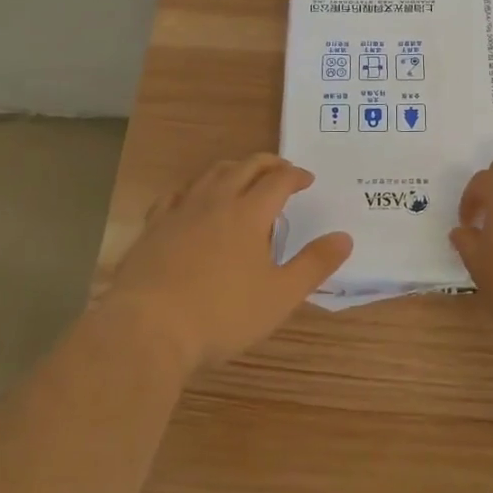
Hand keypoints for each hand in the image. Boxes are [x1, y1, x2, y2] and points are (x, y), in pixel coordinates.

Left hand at [102, 154, 352, 374]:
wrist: (148, 328)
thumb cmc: (221, 314)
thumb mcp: (279, 296)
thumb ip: (314, 265)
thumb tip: (344, 237)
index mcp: (249, 214)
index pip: (278, 180)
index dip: (296, 175)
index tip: (307, 179)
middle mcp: (215, 201)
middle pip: (245, 167)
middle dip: (267, 164)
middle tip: (281, 169)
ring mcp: (180, 211)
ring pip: (210, 174)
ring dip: (233, 169)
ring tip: (242, 176)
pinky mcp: (153, 227)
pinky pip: (176, 194)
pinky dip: (194, 189)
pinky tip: (193, 199)